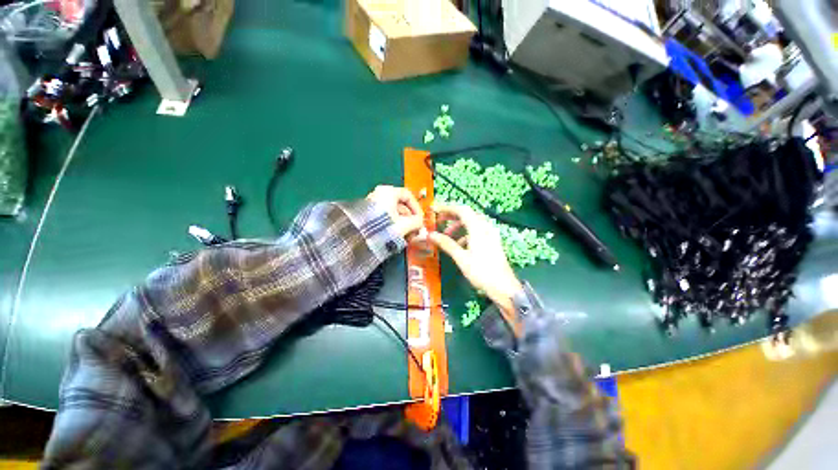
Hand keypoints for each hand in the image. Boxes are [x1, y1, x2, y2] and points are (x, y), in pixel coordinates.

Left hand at [367, 185, 424, 238]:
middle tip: (414, 233)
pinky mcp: (369, 215)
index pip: (408, 195)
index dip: (416, 208)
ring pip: (394, 213)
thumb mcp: (404, 225)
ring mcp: (373, 205)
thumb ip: (416, 222)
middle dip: (410, 221)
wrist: (359, 237)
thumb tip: (420, 222)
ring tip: (406, 238)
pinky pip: (385, 218)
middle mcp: (380, 195)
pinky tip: (397, 238)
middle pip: (401, 206)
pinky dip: (393, 226)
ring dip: (403, 226)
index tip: (420, 220)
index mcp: (388, 192)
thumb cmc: (384, 226)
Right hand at [428, 203, 522, 333]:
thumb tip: (431, 234)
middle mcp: (486, 227)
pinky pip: (477, 231)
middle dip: (451, 216)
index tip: (434, 209)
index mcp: (478, 228)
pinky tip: (459, 245)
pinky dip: (466, 234)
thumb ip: (446, 244)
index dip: (446, 207)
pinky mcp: (492, 241)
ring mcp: (491, 234)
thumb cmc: (481, 271)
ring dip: (458, 226)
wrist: (504, 287)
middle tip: (439, 220)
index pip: (461, 210)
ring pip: (472, 223)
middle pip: (467, 214)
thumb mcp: (461, 258)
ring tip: (447, 235)